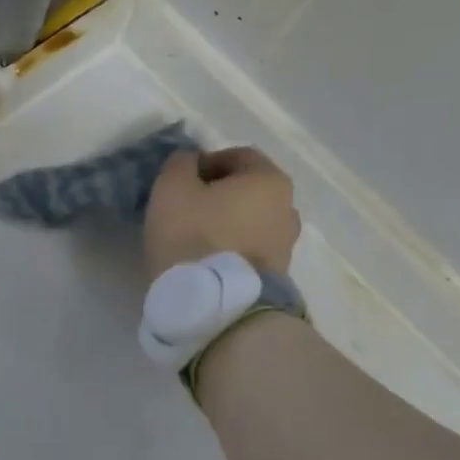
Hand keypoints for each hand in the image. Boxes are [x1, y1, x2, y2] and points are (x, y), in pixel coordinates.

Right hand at [145, 147, 300, 279]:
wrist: (218, 303)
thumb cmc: (194, 235)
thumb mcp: (172, 188)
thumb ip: (180, 164)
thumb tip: (190, 160)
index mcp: (269, 179)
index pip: (239, 156)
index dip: (206, 162)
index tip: (180, 181)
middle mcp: (288, 207)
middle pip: (248, 190)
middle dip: (218, 194)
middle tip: (185, 208)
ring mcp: (287, 244)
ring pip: (250, 221)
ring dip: (226, 222)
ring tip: (195, 238)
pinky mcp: (278, 274)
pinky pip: (251, 249)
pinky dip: (231, 247)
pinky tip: (207, 259)